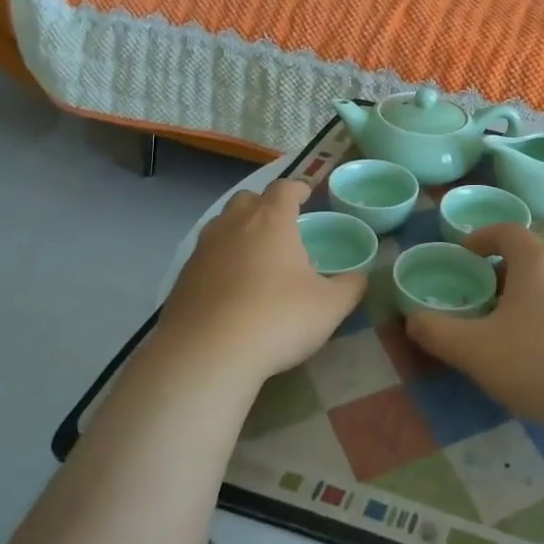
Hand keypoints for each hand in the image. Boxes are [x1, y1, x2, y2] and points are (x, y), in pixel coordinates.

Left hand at [156, 180, 366, 384]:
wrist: (207, 354)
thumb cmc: (278, 319)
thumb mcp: (330, 307)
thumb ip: (350, 286)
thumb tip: (360, 277)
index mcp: (271, 221)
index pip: (284, 189)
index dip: (297, 189)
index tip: (306, 195)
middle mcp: (233, 225)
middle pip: (247, 199)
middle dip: (264, 205)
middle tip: (281, 225)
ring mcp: (203, 250)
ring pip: (221, 225)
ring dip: (239, 231)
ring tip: (256, 255)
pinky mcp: (183, 277)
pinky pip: (206, 256)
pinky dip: (221, 261)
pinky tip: (231, 287)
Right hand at [405, 223, 543, 431]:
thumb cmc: (537, 362)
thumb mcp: (474, 350)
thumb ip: (437, 332)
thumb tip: (413, 320)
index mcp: (537, 262)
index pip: (506, 231)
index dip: (482, 238)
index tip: (464, 256)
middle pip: (531, 259)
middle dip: (503, 275)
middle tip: (482, 303)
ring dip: (530, 299)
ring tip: (512, 332)